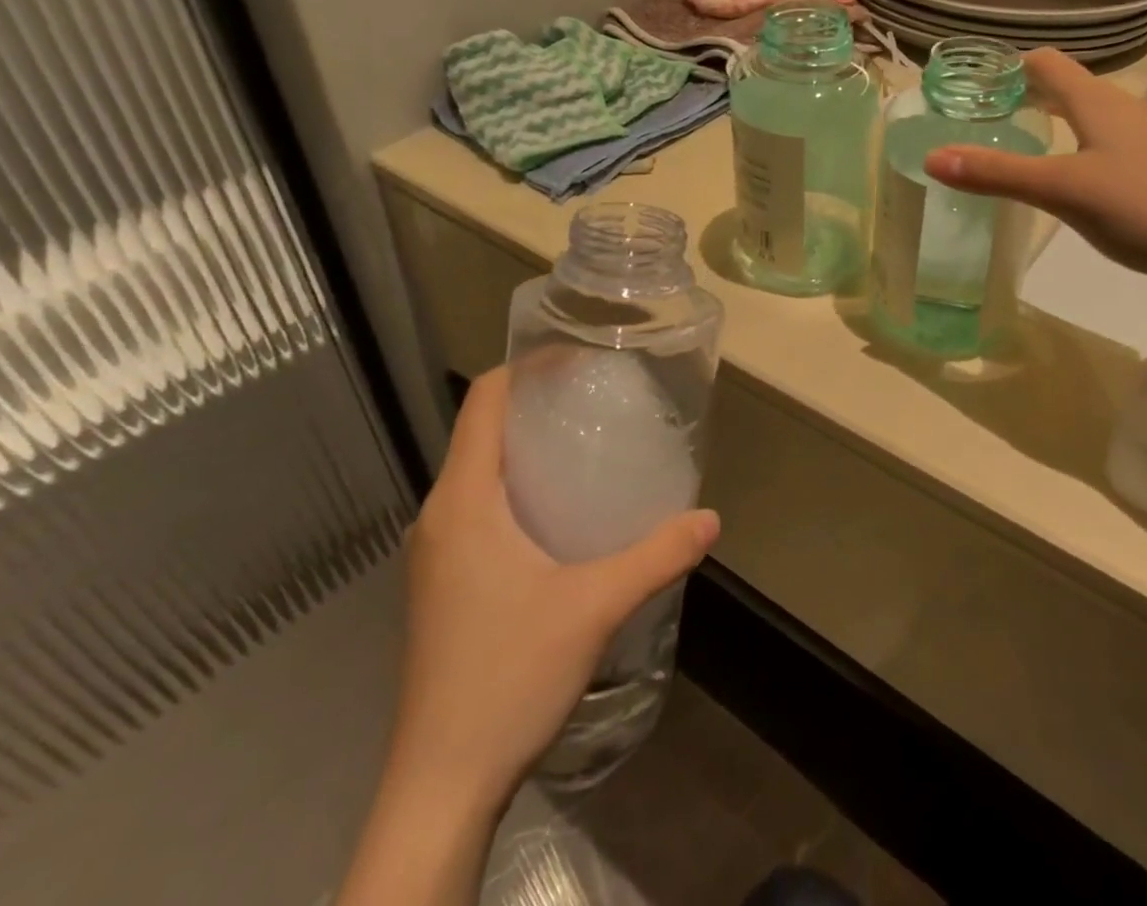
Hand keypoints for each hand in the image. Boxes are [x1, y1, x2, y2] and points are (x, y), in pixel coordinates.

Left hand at [388, 365, 719, 812]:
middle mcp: (440, 515)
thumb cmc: (506, 678)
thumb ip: (655, 556)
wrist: (439, 788)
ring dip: (527, 448)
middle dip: (536, 403)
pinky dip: (517, 488)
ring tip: (588, 446)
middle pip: (482, 431)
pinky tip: (562, 515)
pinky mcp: (443, 584)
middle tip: (598, 398)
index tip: (578, 358)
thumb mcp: (593, 609)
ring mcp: (436, 553)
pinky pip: (479, 508)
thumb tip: (710, 518)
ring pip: (479, 472)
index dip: (526, 367)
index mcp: (463, 501)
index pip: (483, 402)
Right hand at [924, 48, 1146, 273]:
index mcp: (1098, 102)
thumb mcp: (1064, 191)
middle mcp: (1124, 109)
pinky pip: (1107, 144)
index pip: (1046, 63)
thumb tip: (932, 156)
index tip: (972, 85)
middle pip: (1067, 87)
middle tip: (983, 120)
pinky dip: (1076, 148)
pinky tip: (1072, 183)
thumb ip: (998, 174)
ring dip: (1051, 123)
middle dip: (1024, 96)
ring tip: (1019, 148)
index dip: (1008, 66)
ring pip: (1089, 117)